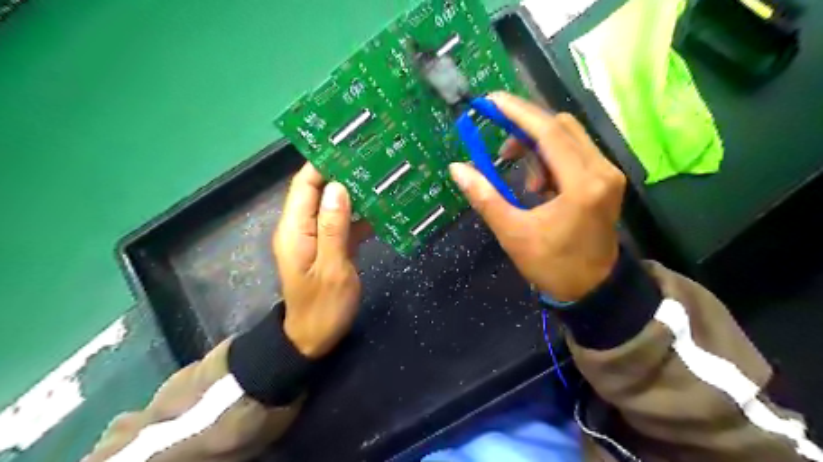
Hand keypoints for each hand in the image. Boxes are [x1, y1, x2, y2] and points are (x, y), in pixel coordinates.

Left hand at [272, 164, 369, 358]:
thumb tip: (337, 186)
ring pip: (334, 205)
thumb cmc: (323, 308)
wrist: (314, 340)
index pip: (305, 184)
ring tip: (382, 176)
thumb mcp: (332, 268)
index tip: (349, 145)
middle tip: (373, 157)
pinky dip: (360, 215)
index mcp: (295, 229)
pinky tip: (382, 208)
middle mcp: (302, 227)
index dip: (323, 162)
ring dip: (355, 193)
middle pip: (320, 191)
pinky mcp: (329, 247)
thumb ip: (333, 227)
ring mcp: (316, 237)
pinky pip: (343, 223)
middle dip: (343, 173)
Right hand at [448, 93, 626, 303]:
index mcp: (582, 184)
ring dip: (538, 148)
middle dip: (526, 130)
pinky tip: (539, 185)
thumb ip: (486, 198)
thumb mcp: (513, 233)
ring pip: (569, 138)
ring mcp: (607, 174)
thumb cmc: (553, 266)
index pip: (549, 132)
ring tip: (522, 180)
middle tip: (501, 151)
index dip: (518, 113)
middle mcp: (602, 170)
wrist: (593, 290)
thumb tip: (458, 169)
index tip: (491, 101)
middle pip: (562, 127)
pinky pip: (574, 154)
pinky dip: (550, 159)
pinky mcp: (605, 181)